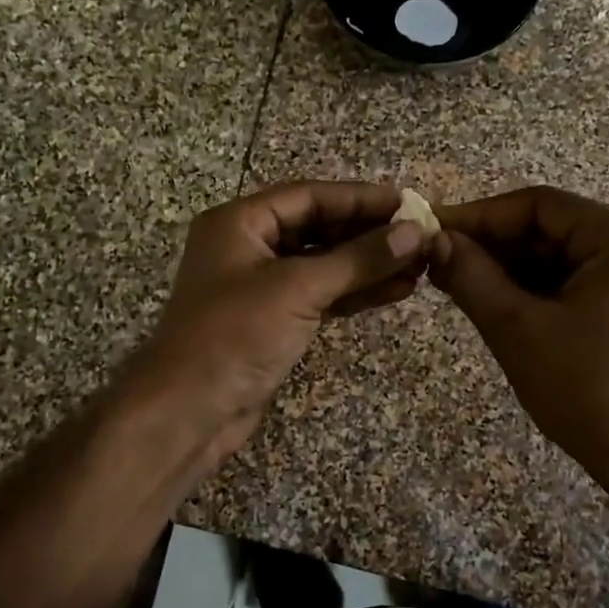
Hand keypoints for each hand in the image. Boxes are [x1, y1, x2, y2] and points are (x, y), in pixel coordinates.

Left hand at [134, 180, 427, 458]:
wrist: (190, 411)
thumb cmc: (235, 334)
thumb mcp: (298, 288)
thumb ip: (358, 259)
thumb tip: (414, 233)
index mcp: (239, 223)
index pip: (308, 196)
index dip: (359, 198)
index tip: (406, 203)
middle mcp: (248, 247)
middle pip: (317, 228)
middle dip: (367, 233)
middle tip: (418, 236)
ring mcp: (260, 287)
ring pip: (322, 265)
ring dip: (367, 265)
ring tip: (418, 266)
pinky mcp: (273, 321)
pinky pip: (320, 296)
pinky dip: (354, 293)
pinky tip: (395, 290)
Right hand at [429, 186, 608, 498]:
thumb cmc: (586, 388)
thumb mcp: (517, 328)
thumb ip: (470, 275)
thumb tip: (433, 240)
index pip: (539, 205)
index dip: (480, 215)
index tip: (432, 230)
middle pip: (548, 228)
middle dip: (491, 244)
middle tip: (437, 260)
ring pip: (555, 255)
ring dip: (506, 268)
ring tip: (454, 282)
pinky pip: (569, 280)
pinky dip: (529, 288)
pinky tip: (491, 301)